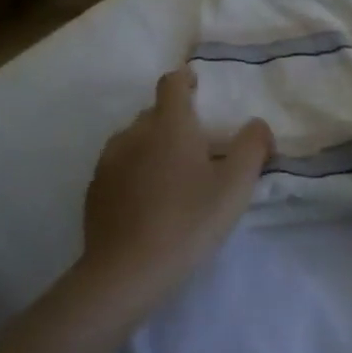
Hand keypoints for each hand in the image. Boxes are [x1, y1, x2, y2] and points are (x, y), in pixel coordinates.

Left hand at [79, 68, 272, 309]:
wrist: (125, 272)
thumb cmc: (187, 222)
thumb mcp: (235, 186)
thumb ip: (252, 146)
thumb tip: (257, 125)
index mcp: (169, 124)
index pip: (172, 82)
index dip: (186, 80)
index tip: (198, 88)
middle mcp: (134, 133)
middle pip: (155, 113)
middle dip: (176, 121)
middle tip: (199, 149)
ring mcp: (109, 161)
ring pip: (135, 140)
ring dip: (154, 147)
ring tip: (173, 178)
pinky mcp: (94, 190)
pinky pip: (119, 167)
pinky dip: (135, 172)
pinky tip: (148, 202)